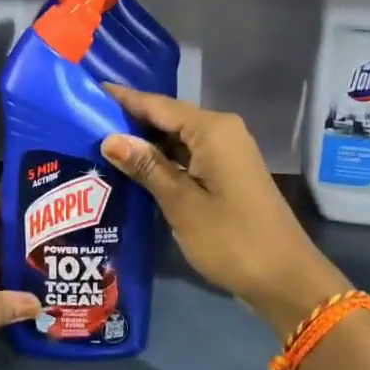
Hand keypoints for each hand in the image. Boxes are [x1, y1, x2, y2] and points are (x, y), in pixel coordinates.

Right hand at [100, 85, 349, 335]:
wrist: (285, 278)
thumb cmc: (231, 239)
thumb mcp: (181, 203)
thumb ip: (146, 167)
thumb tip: (110, 138)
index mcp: (212, 129)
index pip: (158, 105)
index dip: (123, 99)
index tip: (89, 91)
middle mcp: (222, 131)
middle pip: (168, 118)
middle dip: (130, 121)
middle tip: (84, 123)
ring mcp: (228, 153)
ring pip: (177, 138)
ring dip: (145, 143)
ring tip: (99, 144)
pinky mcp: (228, 174)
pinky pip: (188, 156)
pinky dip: (163, 160)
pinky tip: (135, 169)